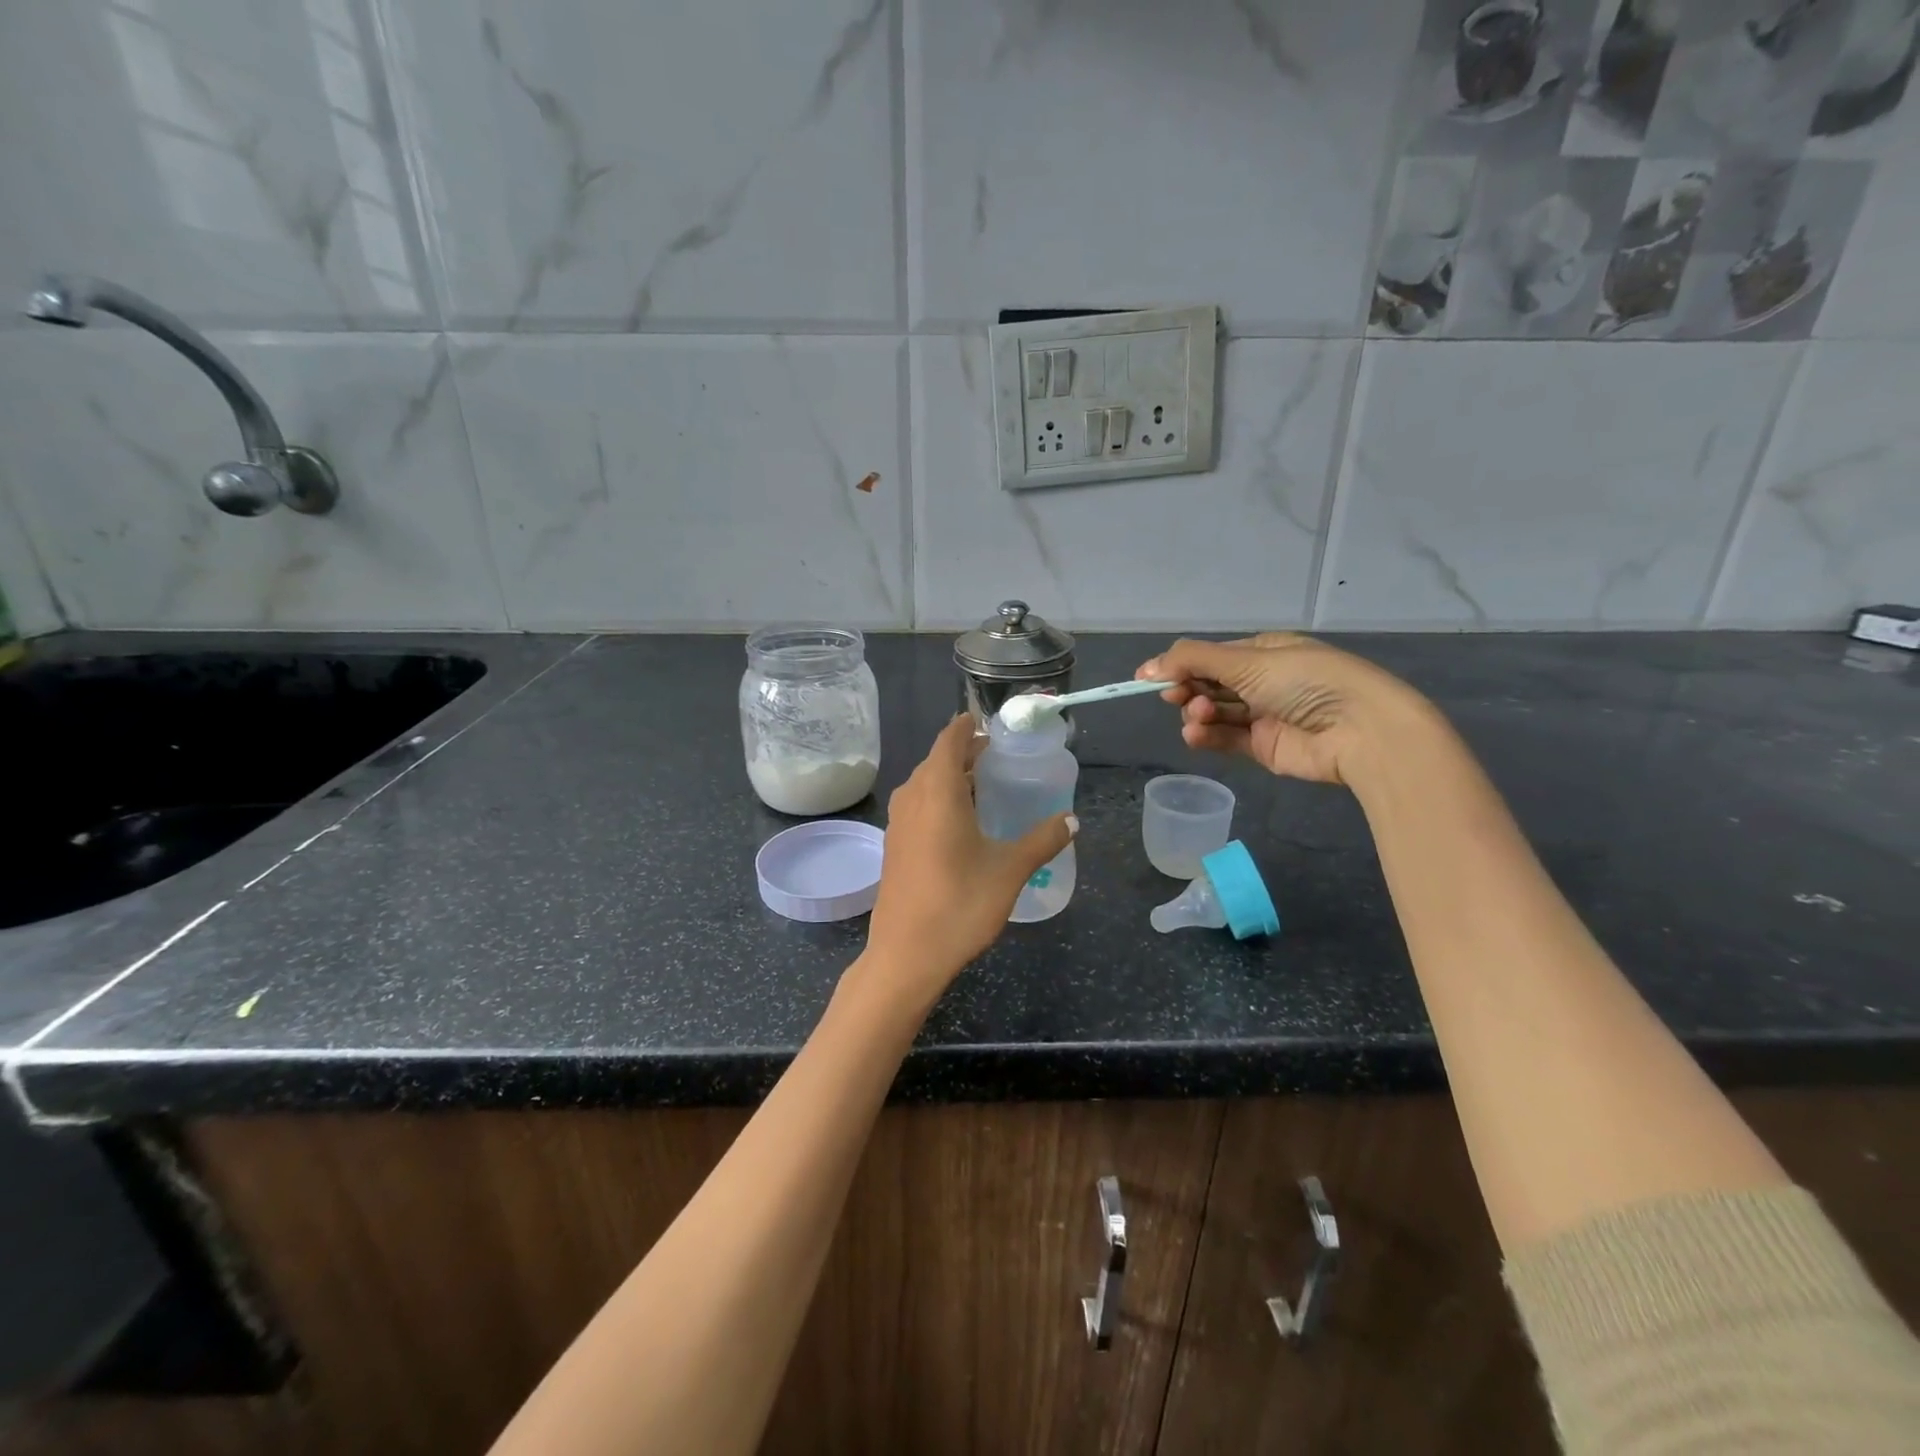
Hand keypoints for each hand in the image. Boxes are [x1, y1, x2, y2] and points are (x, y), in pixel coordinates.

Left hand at [863, 715, 1074, 1005]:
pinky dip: (938, 799)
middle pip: (937, 760)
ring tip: (983, 785)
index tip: (988, 723)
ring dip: (950, 777)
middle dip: (964, 752)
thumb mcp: (1010, 871)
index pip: (949, 741)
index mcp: (938, 793)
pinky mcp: (893, 846)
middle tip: (997, 756)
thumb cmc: (959, 905)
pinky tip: (959, 822)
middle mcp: (912, 799)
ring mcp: (897, 823)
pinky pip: (917, 805)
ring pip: (924, 784)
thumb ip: (1042, 840)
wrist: (906, 955)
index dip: (967, 727)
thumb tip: (1072, 820)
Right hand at [1137, 633, 1434, 787]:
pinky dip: (1208, 736)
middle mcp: (1264, 681)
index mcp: (1264, 651)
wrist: (1360, 730)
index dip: (1180, 665)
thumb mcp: (1247, 660)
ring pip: (1215, 713)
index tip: (1149, 678)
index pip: (1212, 656)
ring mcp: (1265, 715)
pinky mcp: (1265, 747)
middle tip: (1176, 696)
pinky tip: (1195, 734)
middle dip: (1189, 689)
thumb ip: (1192, 660)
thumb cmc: (1306, 681)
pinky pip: (1227, 739)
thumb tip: (1145, 668)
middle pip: (1210, 684)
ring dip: (1198, 713)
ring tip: (1198, 717)